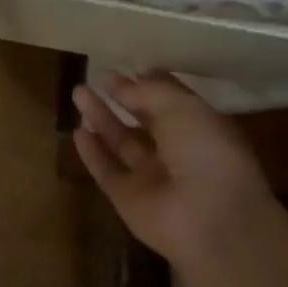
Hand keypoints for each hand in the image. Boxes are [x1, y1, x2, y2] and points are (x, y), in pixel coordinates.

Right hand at [72, 72, 282, 270]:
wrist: (209, 219)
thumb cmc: (206, 152)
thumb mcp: (182, 108)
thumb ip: (149, 92)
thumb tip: (122, 82)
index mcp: (201, 130)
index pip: (173, 102)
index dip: (152, 84)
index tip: (130, 67)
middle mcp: (177, 153)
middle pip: (144, 121)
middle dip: (122, 99)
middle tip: (96, 77)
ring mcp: (152, 178)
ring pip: (121, 143)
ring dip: (101, 118)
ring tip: (78, 92)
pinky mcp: (128, 199)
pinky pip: (107, 171)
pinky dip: (93, 153)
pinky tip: (78, 132)